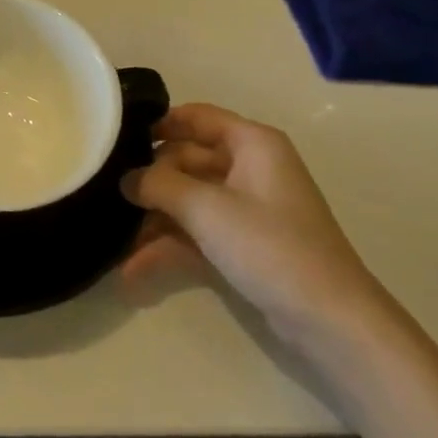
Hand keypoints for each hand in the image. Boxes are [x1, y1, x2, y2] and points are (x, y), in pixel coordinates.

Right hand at [121, 104, 387, 347]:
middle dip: (150, 182)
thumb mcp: (207, 209)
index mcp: (253, 144)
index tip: (117, 139)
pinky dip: (169, 247)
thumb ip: (159, 185)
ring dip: (154, 220)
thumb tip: (125, 178)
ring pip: (189, 200)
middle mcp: (251, 168)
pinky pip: (198, 233)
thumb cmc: (270, 246)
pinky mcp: (245, 244)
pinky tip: (134, 270)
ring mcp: (248, 209)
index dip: (158, 124)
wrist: (329, 320)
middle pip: (187, 161)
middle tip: (107, 196)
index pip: (197, 117)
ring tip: (113, 242)